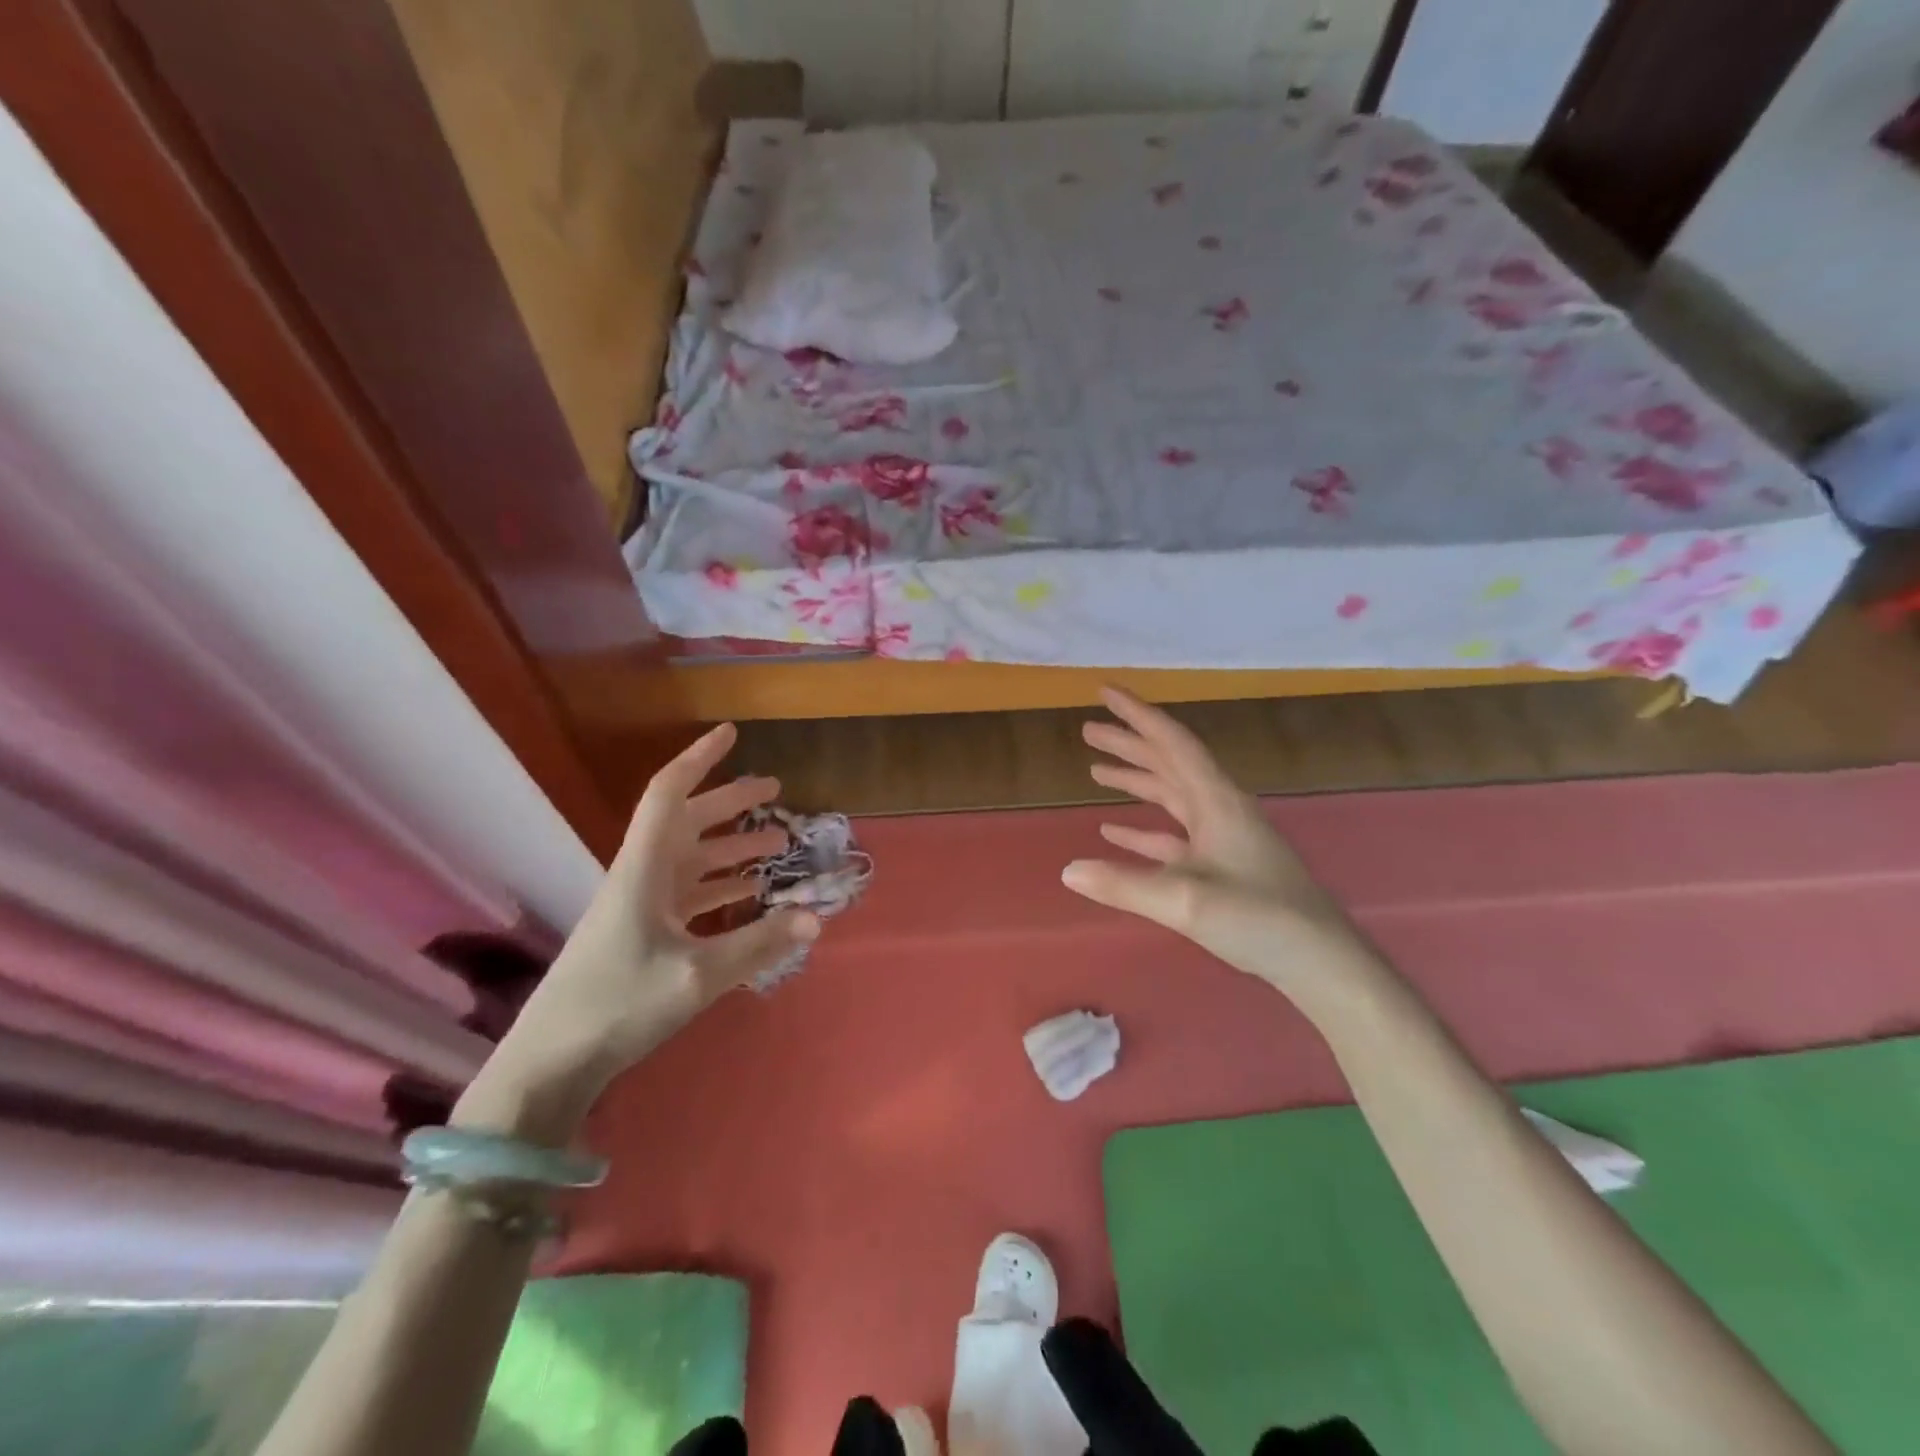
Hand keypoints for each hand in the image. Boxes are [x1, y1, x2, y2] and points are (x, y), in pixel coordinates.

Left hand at [459, 724, 817, 1140]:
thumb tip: (816, 917)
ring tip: (778, 842)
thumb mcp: (699, 976)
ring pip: (694, 859)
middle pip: (689, 821)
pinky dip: (723, 887)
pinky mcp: (644, 934)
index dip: (699, 759)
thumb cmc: (619, 1004)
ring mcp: (642, 906)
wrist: (552, 1062)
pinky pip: (691, 895)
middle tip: (776, 791)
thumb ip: (760, 943)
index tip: (732, 734)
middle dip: (731, 801)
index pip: (670, 794)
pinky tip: (752, 896)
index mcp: (645, 868)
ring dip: (733, 846)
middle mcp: (642, 876)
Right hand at [1062, 689, 1380, 1008]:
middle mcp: (1219, 808)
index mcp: (1216, 801)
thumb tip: (1067, 870)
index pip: (1172, 743)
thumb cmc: (1259, 918)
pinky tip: (1114, 829)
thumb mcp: (1185, 901)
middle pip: (1169, 763)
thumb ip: (1123, 885)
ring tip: (1095, 770)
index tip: (1105, 692)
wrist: (1320, 961)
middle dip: (1129, 744)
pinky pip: (1173, 834)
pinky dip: (1143, 827)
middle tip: (1088, 730)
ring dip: (1135, 780)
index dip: (1137, 715)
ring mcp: (1222, 837)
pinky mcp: (1222, 865)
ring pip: (1171, 795)